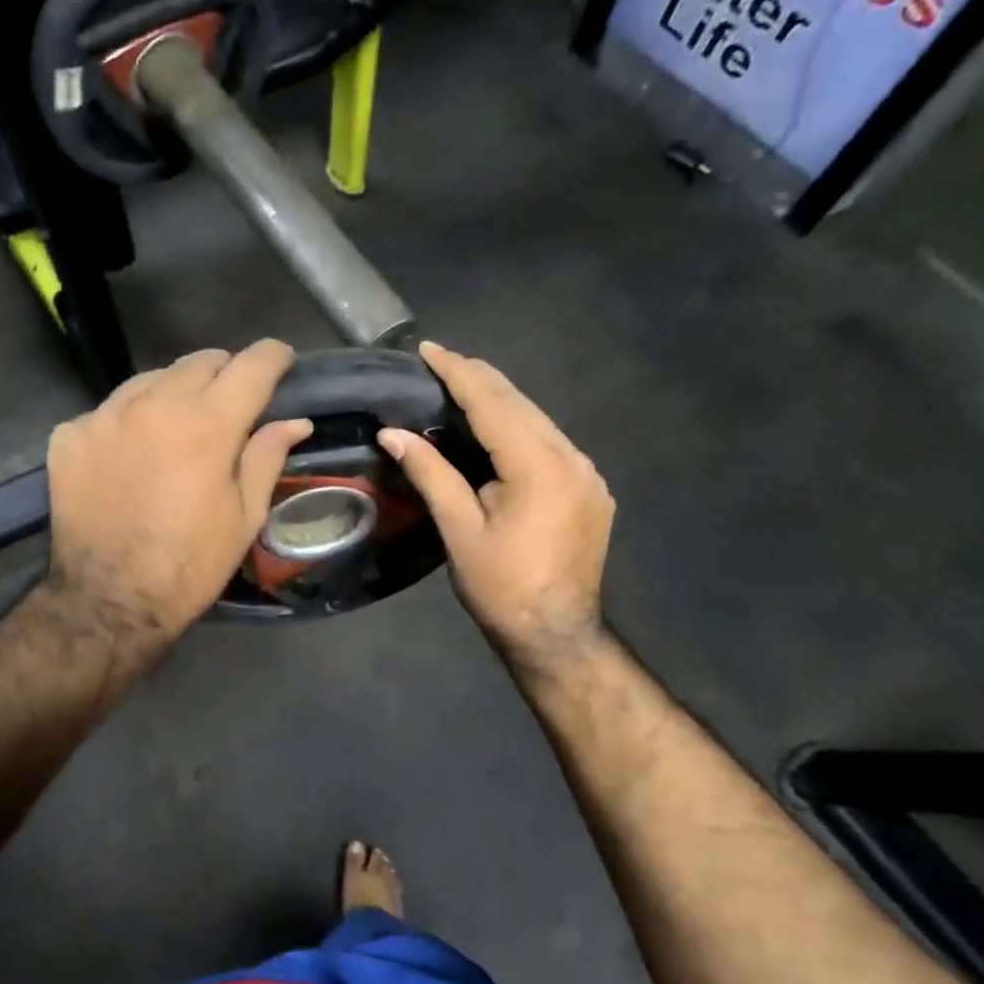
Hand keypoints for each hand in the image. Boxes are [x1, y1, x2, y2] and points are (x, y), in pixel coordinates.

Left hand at [45, 340, 312, 641]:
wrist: (110, 601)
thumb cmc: (191, 564)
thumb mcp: (244, 516)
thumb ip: (267, 456)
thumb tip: (294, 421)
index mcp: (208, 424)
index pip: (252, 365)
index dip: (274, 356)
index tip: (281, 361)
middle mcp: (154, 404)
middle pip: (199, 361)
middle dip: (224, 374)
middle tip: (230, 403)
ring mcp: (105, 415)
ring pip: (151, 379)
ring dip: (173, 394)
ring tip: (177, 428)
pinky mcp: (70, 435)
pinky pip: (109, 410)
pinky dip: (129, 422)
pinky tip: (131, 456)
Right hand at [378, 341, 613, 671]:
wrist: (557, 634)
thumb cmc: (501, 587)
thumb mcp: (459, 530)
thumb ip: (431, 473)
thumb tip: (392, 433)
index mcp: (539, 466)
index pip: (492, 404)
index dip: (457, 373)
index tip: (429, 349)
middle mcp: (572, 458)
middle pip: (520, 403)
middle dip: (479, 378)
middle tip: (441, 361)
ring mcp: (588, 473)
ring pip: (539, 420)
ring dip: (500, 400)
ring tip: (463, 385)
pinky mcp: (591, 489)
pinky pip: (552, 442)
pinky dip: (520, 426)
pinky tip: (499, 427)